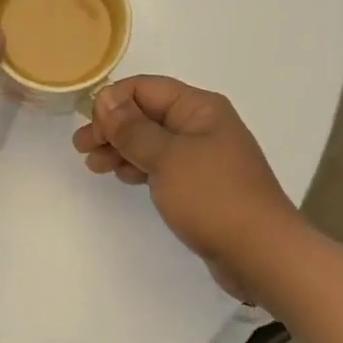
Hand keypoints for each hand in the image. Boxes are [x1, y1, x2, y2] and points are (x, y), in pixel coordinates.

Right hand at [73, 76, 300, 298]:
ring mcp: (202, 155)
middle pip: (146, 114)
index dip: (113, 102)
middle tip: (82, 148)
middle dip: (112, 127)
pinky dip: (138, 166)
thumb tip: (106, 99)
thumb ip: (132, 128)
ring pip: (151, 141)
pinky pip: (162, 164)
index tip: (89, 127)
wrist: (261, 254)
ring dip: (121, 148)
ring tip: (94, 165)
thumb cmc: (212, 197)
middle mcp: (202, 125)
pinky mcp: (200, 183)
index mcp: (199, 108)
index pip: (145, 88)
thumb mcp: (166, 157)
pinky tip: (122, 176)